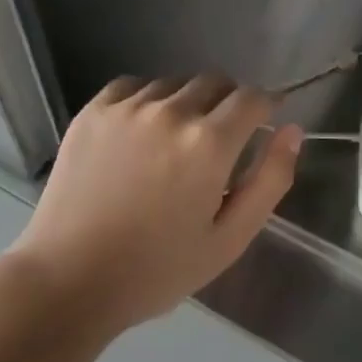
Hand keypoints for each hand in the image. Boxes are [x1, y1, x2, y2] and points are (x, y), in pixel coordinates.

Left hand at [8, 74, 301, 332]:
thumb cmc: (157, 270)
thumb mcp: (229, 239)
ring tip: (174, 142)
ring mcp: (127, 107)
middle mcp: (170, 112)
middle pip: (215, 81)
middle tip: (218, 140)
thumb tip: (292, 129)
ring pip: (174, 83)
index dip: (265, 105)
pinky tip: (140, 133)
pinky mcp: (93, 110)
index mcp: (209, 143)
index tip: (264, 121)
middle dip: (227, 103)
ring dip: (186, 102)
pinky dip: (147, 100)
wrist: (69, 280)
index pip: (252, 97)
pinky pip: (133, 86)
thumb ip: (270, 180)